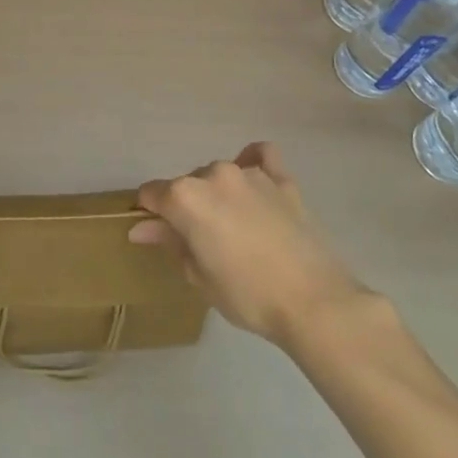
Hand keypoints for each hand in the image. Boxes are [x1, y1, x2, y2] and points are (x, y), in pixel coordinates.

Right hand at [130, 142, 368, 347]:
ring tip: (235, 225)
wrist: (315, 302)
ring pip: (220, 174)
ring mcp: (250, 173)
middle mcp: (214, 174)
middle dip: (187, 207)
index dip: (150, 214)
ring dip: (218, 193)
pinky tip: (254, 181)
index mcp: (185, 197)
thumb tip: (142, 227)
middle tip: (203, 242)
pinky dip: (252, 162)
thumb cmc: (248, 296)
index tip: (158, 235)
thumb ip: (170, 242)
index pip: (151, 194)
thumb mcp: (199, 276)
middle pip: (187, 184)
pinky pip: (261, 156)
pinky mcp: (282, 179)